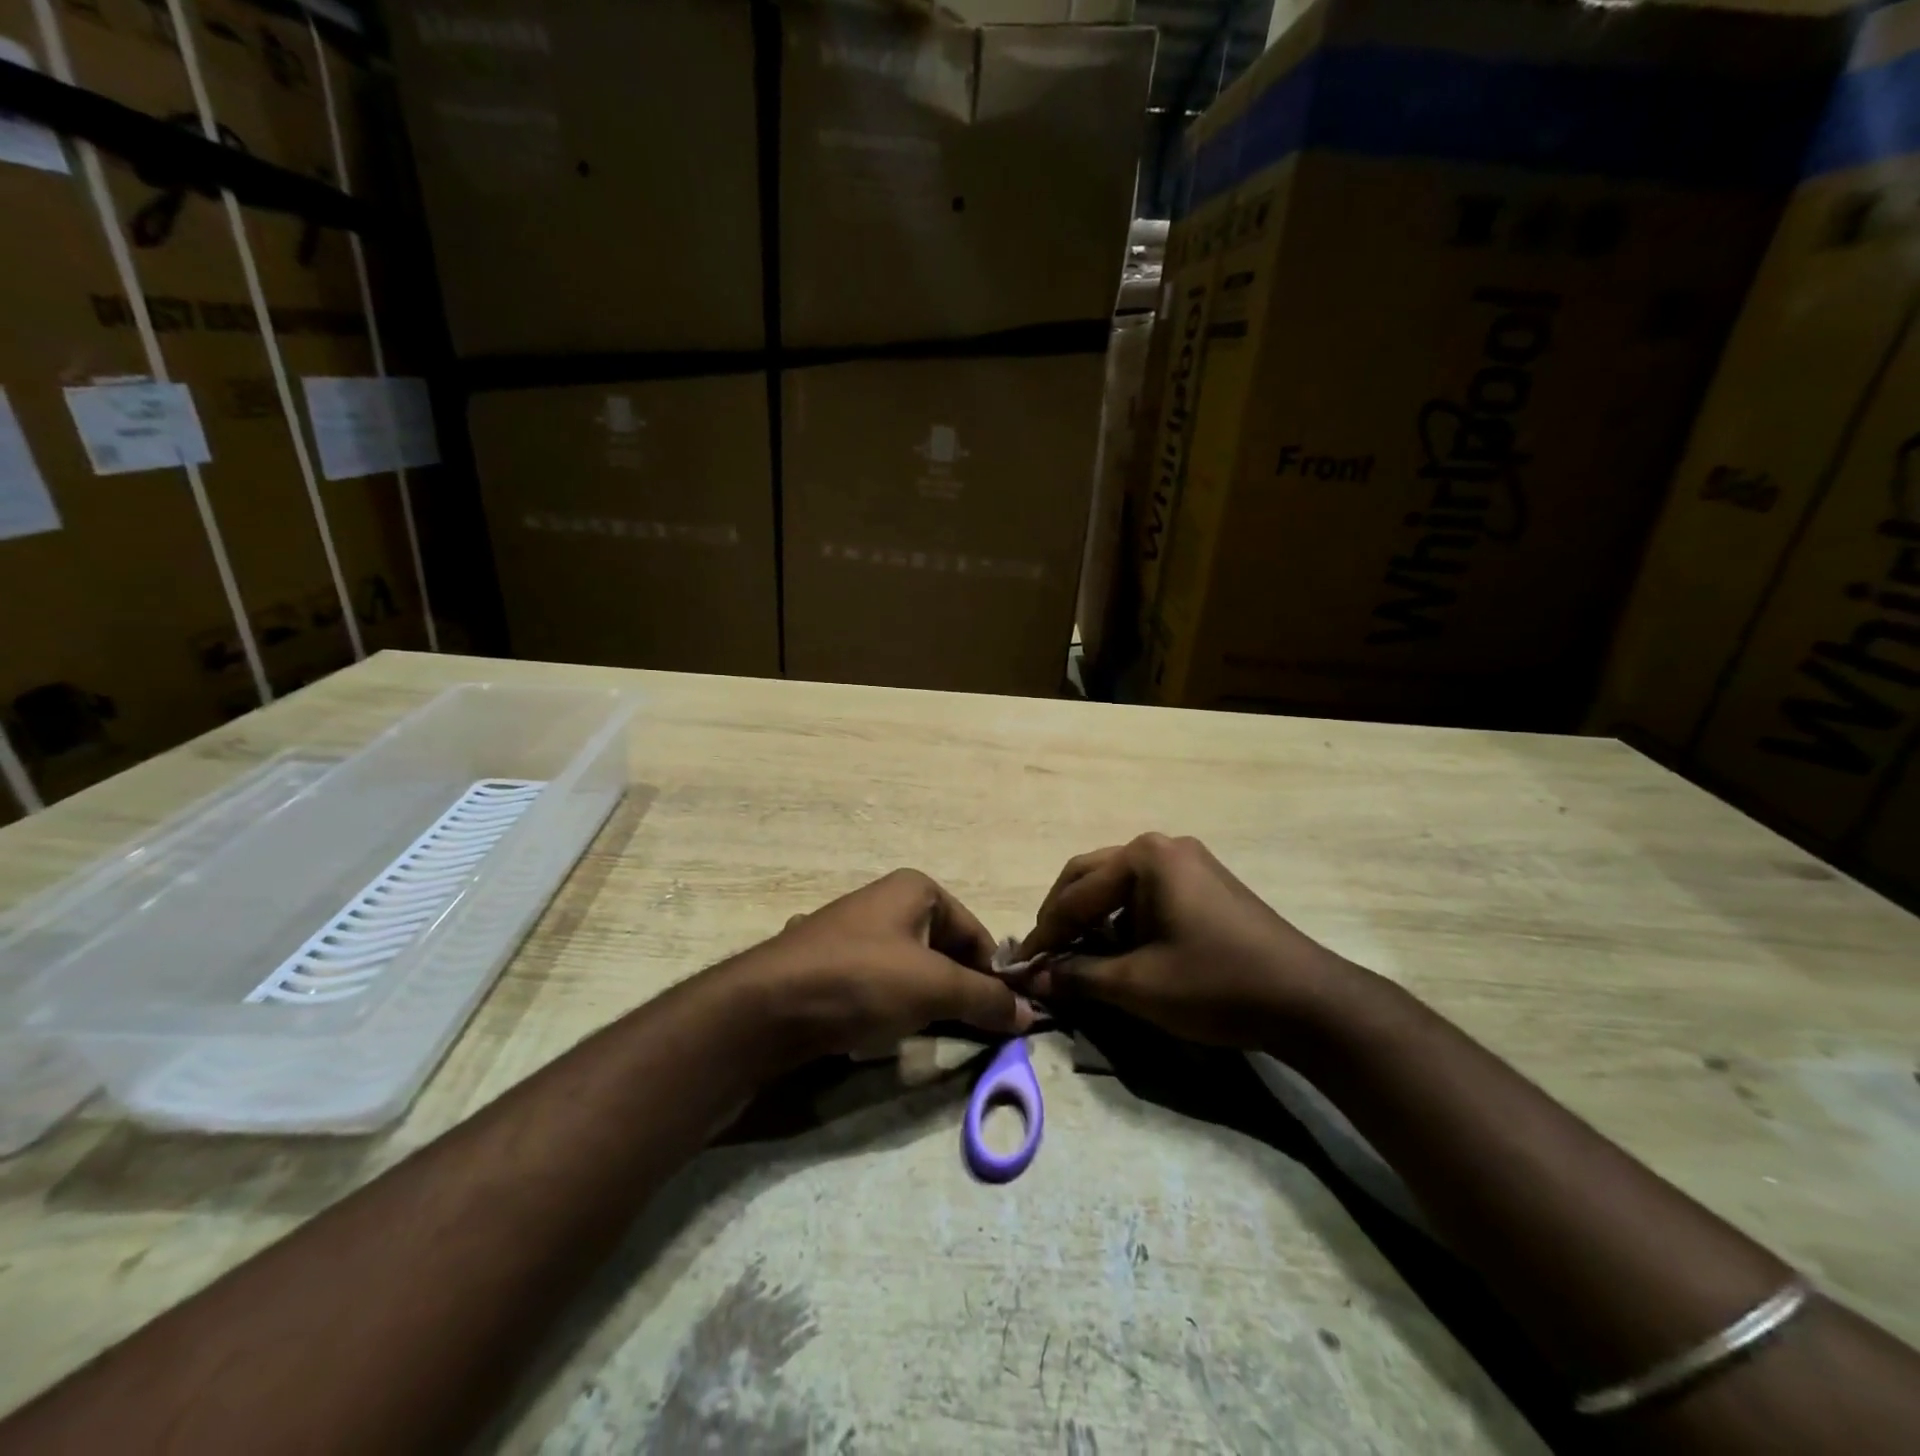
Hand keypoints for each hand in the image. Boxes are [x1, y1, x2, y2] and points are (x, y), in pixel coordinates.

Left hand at [731, 869, 1038, 1061]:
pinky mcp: (830, 963)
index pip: (975, 933)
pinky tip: (884, 1030)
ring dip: (927, 1002)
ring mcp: (854, 931)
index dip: (994, 975)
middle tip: (974, 1031)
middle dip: (960, 990)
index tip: (1007, 1017)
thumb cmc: (862, 981)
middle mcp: (886, 901)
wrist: (767, 1007)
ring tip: (932, 1034)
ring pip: (911, 969)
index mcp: (916, 889)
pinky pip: (878, 983)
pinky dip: (892, 1005)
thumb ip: (985, 999)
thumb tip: (1028, 1013)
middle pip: (944, 950)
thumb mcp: (933, 988)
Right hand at [1015, 833, 1343, 1047]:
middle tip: (1045, 956)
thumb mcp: (1137, 985)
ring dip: (1093, 919)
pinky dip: (1123, 920)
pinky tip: (1118, 951)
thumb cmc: (1214, 984)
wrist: (1306, 1001)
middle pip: (1092, 877)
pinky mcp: (1205, 883)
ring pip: (1118, 885)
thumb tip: (1032, 978)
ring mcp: (1188, 862)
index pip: (1075, 894)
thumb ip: (1077, 976)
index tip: (1021, 966)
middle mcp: (1163, 846)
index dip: (1045, 933)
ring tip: (1076, 957)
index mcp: (1144, 857)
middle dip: (1064, 917)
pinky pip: (1146, 893)